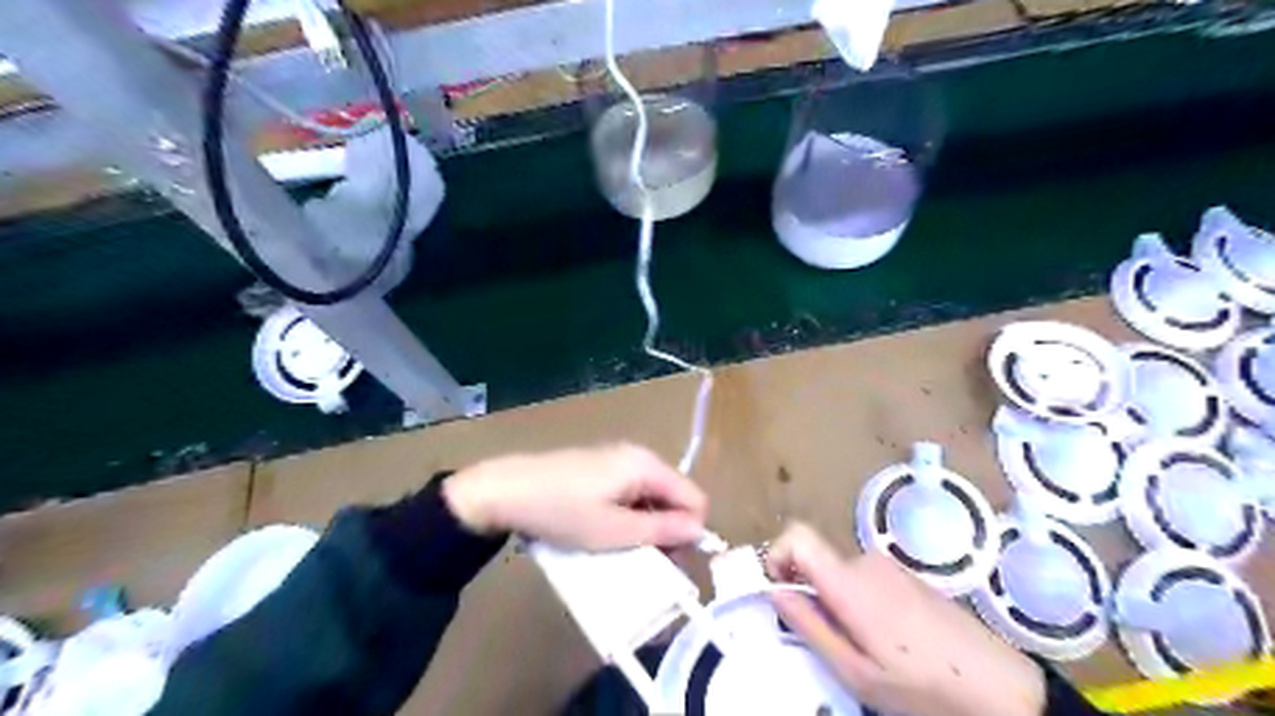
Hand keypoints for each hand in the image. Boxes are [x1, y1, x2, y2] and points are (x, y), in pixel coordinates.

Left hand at [444, 443, 705, 553]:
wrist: (505, 490)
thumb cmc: (562, 511)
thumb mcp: (614, 531)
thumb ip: (662, 530)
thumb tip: (701, 530)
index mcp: (647, 466)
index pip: (695, 498)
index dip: (690, 532)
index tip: (668, 560)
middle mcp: (639, 456)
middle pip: (674, 496)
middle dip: (668, 530)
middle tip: (643, 559)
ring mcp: (618, 459)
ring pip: (652, 496)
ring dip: (647, 525)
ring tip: (622, 549)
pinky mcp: (601, 467)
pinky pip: (631, 492)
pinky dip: (629, 514)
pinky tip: (606, 530)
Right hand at [761, 522, 1039, 715]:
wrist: (999, 687)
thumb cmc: (920, 685)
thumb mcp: (855, 672)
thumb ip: (809, 626)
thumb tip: (775, 591)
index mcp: (849, 582)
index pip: (797, 535)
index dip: (777, 553)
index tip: (778, 587)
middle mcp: (866, 562)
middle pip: (818, 561)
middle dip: (812, 594)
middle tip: (830, 640)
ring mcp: (890, 566)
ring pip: (842, 573)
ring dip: (839, 602)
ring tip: (866, 646)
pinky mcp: (908, 576)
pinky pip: (866, 579)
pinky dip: (861, 601)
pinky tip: (889, 639)